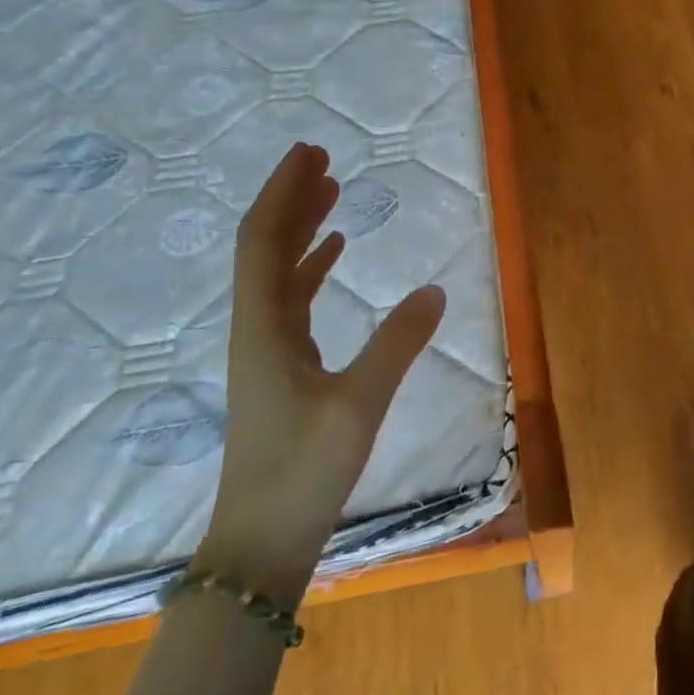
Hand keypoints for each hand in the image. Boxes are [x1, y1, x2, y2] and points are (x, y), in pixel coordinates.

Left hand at [199, 142, 444, 601]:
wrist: (261, 541)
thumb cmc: (304, 471)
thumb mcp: (359, 406)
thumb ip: (398, 344)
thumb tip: (436, 291)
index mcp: (264, 328)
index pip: (263, 242)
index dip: (284, 193)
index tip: (310, 153)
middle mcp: (257, 329)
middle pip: (265, 248)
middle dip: (291, 200)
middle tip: (322, 158)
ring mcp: (267, 350)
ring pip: (278, 272)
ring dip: (301, 229)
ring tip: (332, 193)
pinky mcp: (282, 370)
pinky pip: (293, 301)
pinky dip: (311, 269)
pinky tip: (333, 256)